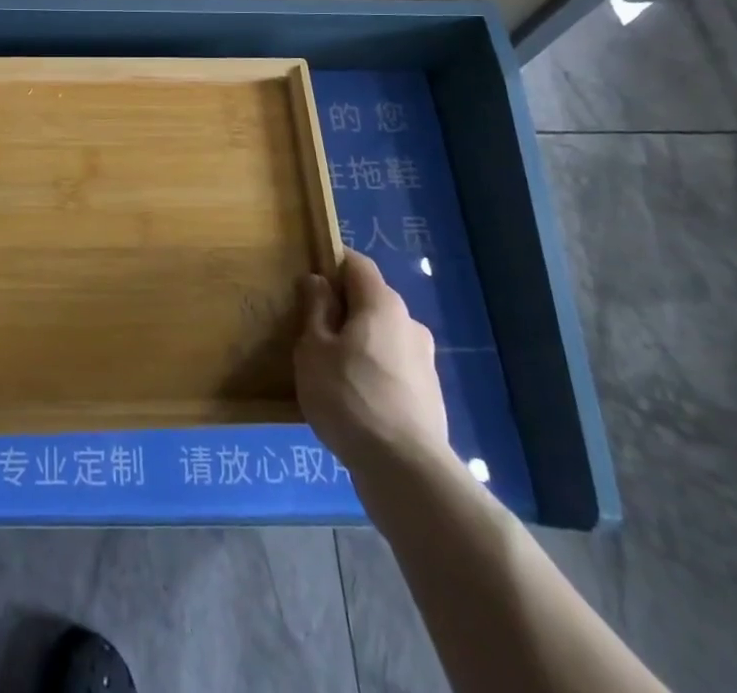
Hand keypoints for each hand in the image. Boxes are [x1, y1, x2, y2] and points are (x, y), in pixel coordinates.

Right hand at [294, 250, 447, 472]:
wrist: (406, 472)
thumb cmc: (350, 397)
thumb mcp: (313, 348)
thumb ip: (315, 309)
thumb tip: (318, 281)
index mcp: (382, 303)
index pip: (357, 264)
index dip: (331, 264)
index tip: (307, 282)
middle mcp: (409, 324)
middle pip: (371, 301)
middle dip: (342, 309)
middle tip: (311, 331)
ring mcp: (424, 362)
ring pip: (382, 337)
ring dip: (358, 344)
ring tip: (330, 371)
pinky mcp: (429, 397)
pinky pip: (393, 369)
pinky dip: (373, 373)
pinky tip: (353, 400)